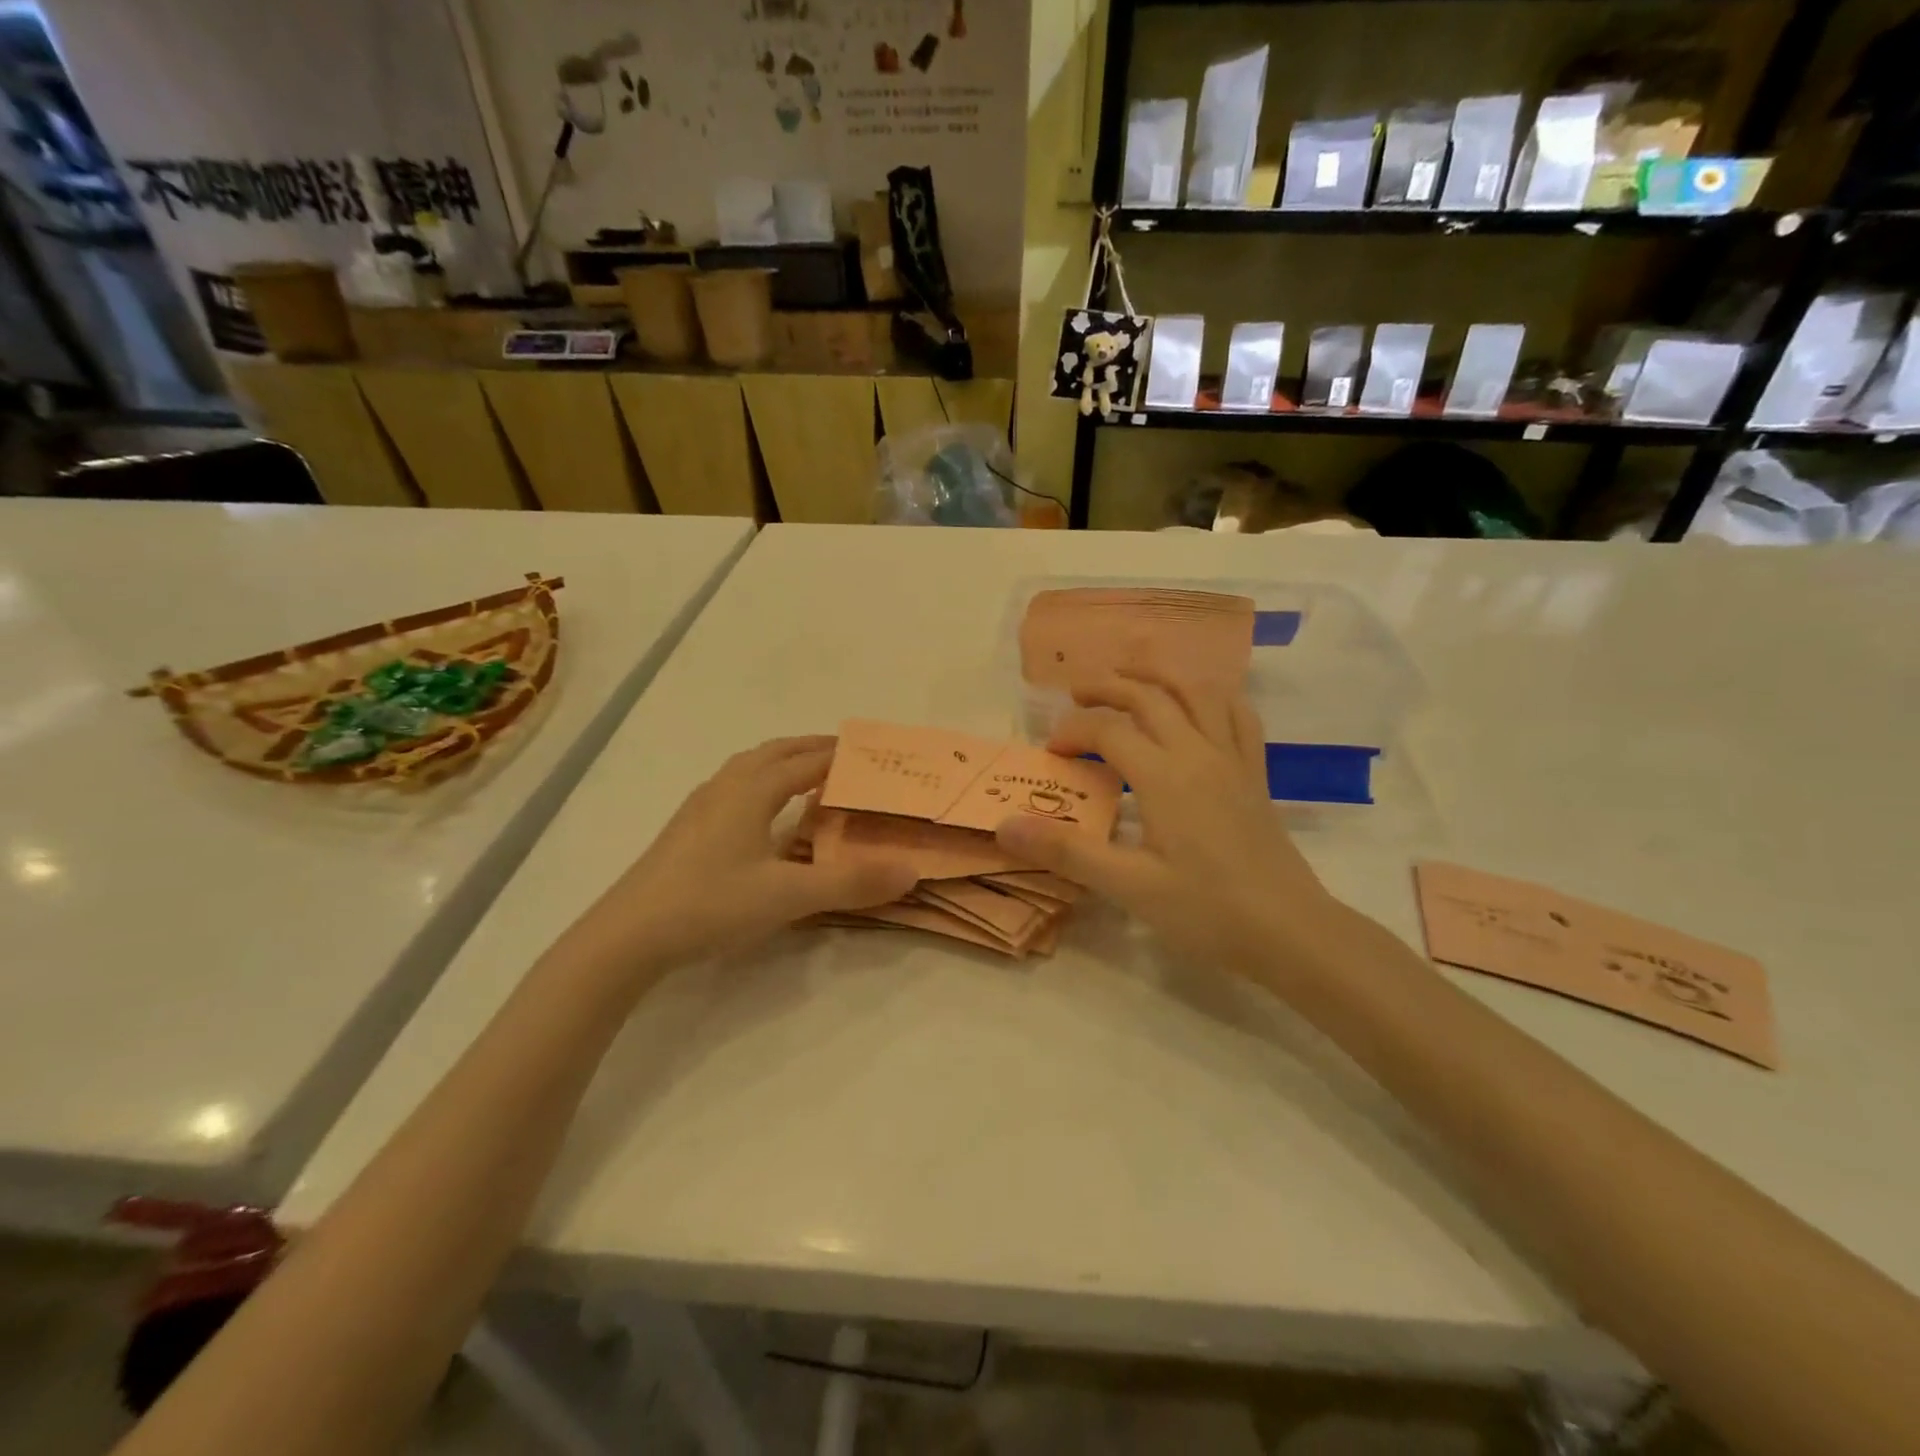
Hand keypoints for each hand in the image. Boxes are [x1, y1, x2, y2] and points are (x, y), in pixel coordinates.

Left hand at [557, 737, 916, 976]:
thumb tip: (910, 871)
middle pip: (775, 752)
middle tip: (847, 758)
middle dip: (811, 749)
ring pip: (748, 768)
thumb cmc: (711, 904)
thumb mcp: (789, 897)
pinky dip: (759, 784)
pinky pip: (732, 788)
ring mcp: (700, 807)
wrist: (627, 935)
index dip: (841, 754)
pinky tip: (761, 815)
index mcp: (752, 790)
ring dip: (782, 763)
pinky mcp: (685, 830)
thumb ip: (850, 883)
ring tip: (808, 777)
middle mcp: (725, 787)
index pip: (807, 760)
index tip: (873, 753)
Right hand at [994, 670, 1352, 980]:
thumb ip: (1066, 851)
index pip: (1109, 730)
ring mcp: (1233, 759)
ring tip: (1132, 676)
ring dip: (1160, 676)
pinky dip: (1213, 696)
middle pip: (1150, 696)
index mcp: (1164, 775)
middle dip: (1109, 687)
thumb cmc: (1207, 911)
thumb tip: (1005, 825)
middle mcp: (1199, 752)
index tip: (1051, 752)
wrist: (1290, 931)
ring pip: (1198, 692)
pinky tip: (1201, 702)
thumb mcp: (1129, 886)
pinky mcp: (1256, 774)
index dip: (1073, 731)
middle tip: (1077, 693)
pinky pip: (1239, 716)